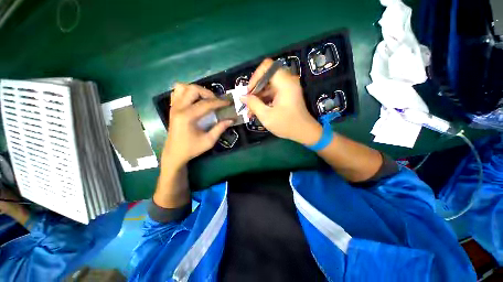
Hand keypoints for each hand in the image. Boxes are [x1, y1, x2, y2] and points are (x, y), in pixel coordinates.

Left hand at [162, 83, 233, 167]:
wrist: (174, 154)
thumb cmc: (192, 148)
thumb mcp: (209, 141)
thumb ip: (220, 128)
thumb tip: (231, 119)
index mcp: (187, 117)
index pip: (206, 104)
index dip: (219, 102)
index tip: (228, 102)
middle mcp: (179, 108)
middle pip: (193, 90)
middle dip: (208, 93)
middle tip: (216, 101)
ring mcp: (173, 107)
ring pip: (182, 87)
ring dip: (196, 90)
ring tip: (205, 98)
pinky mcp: (172, 108)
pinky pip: (177, 92)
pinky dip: (186, 92)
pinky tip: (194, 100)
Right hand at [241, 58, 321, 145]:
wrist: (303, 132)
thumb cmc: (286, 124)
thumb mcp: (266, 116)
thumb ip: (253, 104)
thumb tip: (242, 97)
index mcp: (285, 83)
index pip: (267, 66)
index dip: (255, 77)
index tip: (249, 92)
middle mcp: (287, 81)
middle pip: (266, 77)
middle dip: (255, 89)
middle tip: (248, 102)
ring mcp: (287, 88)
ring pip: (268, 86)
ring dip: (258, 97)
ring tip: (250, 111)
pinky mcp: (286, 94)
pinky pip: (272, 92)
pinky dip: (264, 100)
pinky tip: (257, 111)